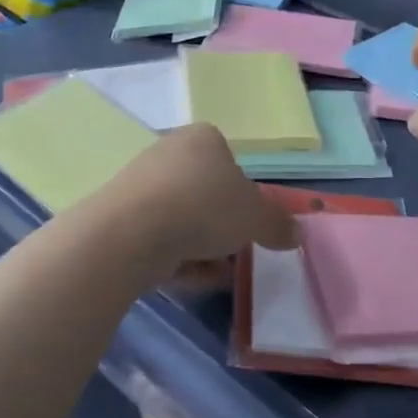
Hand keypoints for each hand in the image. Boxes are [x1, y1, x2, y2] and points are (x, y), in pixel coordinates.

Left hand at [97, 123, 298, 277]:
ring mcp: (141, 185)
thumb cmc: (203, 207)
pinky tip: (188, 279)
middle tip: (237, 253)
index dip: (246, 196)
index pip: (231, 162)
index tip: (252, 224)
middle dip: (224, 228)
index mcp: (203, 139)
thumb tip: (297, 233)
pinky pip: (159, 238)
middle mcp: (169, 153)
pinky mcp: (121, 218)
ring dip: (203, 249)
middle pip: (207, 194)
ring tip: (217, 274)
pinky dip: (176, 258)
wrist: (131, 233)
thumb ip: (278, 224)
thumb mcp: (256, 217)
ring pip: (184, 220)